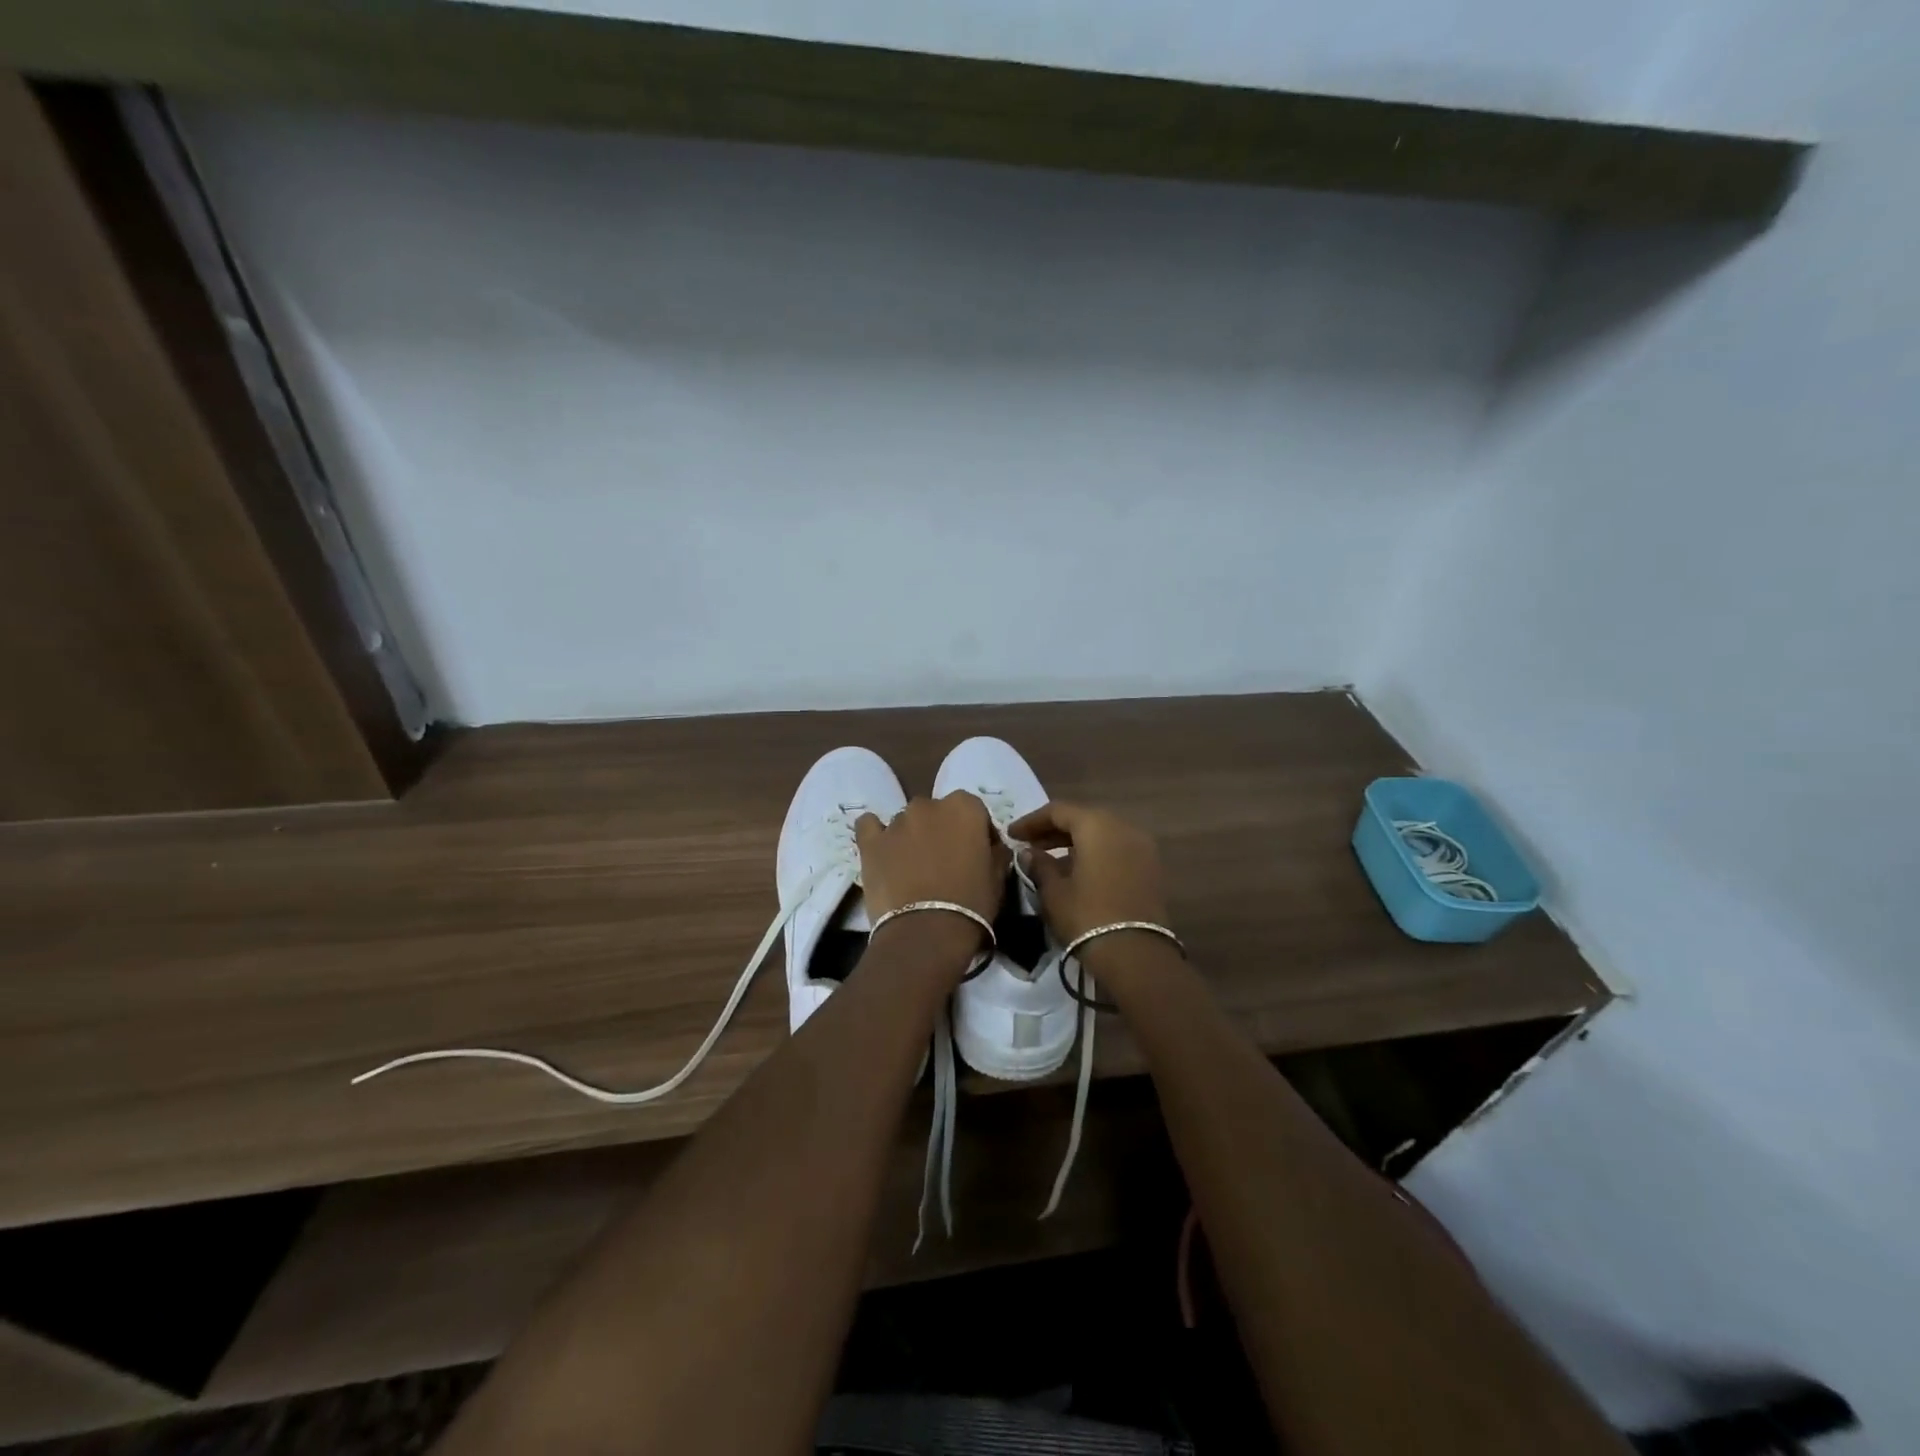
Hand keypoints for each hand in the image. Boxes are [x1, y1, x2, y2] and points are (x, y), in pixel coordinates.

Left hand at [854, 793, 1007, 952]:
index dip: (977, 832)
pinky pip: (870, 826)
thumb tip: (993, 847)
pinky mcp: (870, 842)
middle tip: (945, 862)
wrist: (927, 932)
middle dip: (942, 831)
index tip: (978, 855)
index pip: (974, 810)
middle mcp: (929, 806)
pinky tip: (882, 851)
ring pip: (906, 822)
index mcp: (965, 808)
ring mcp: (896, 822)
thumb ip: (996, 853)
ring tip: (913, 868)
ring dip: (912, 837)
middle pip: (937, 813)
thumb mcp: (998, 878)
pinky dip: (876, 834)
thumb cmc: (971, 904)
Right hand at [1007, 801, 1169, 946]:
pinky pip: (1116, 850)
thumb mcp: (1054, 892)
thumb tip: (1028, 853)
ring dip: (1075, 843)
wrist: (1136, 955)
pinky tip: (1076, 872)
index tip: (1011, 835)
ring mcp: (1141, 847)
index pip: (1058, 811)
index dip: (1031, 821)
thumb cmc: (1087, 917)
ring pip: (1101, 834)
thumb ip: (1039, 865)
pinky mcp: (1150, 868)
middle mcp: (1123, 827)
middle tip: (1029, 845)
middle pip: (1083, 819)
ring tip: (1049, 861)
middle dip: (1054, 830)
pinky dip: (1095, 854)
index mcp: (1097, 825)